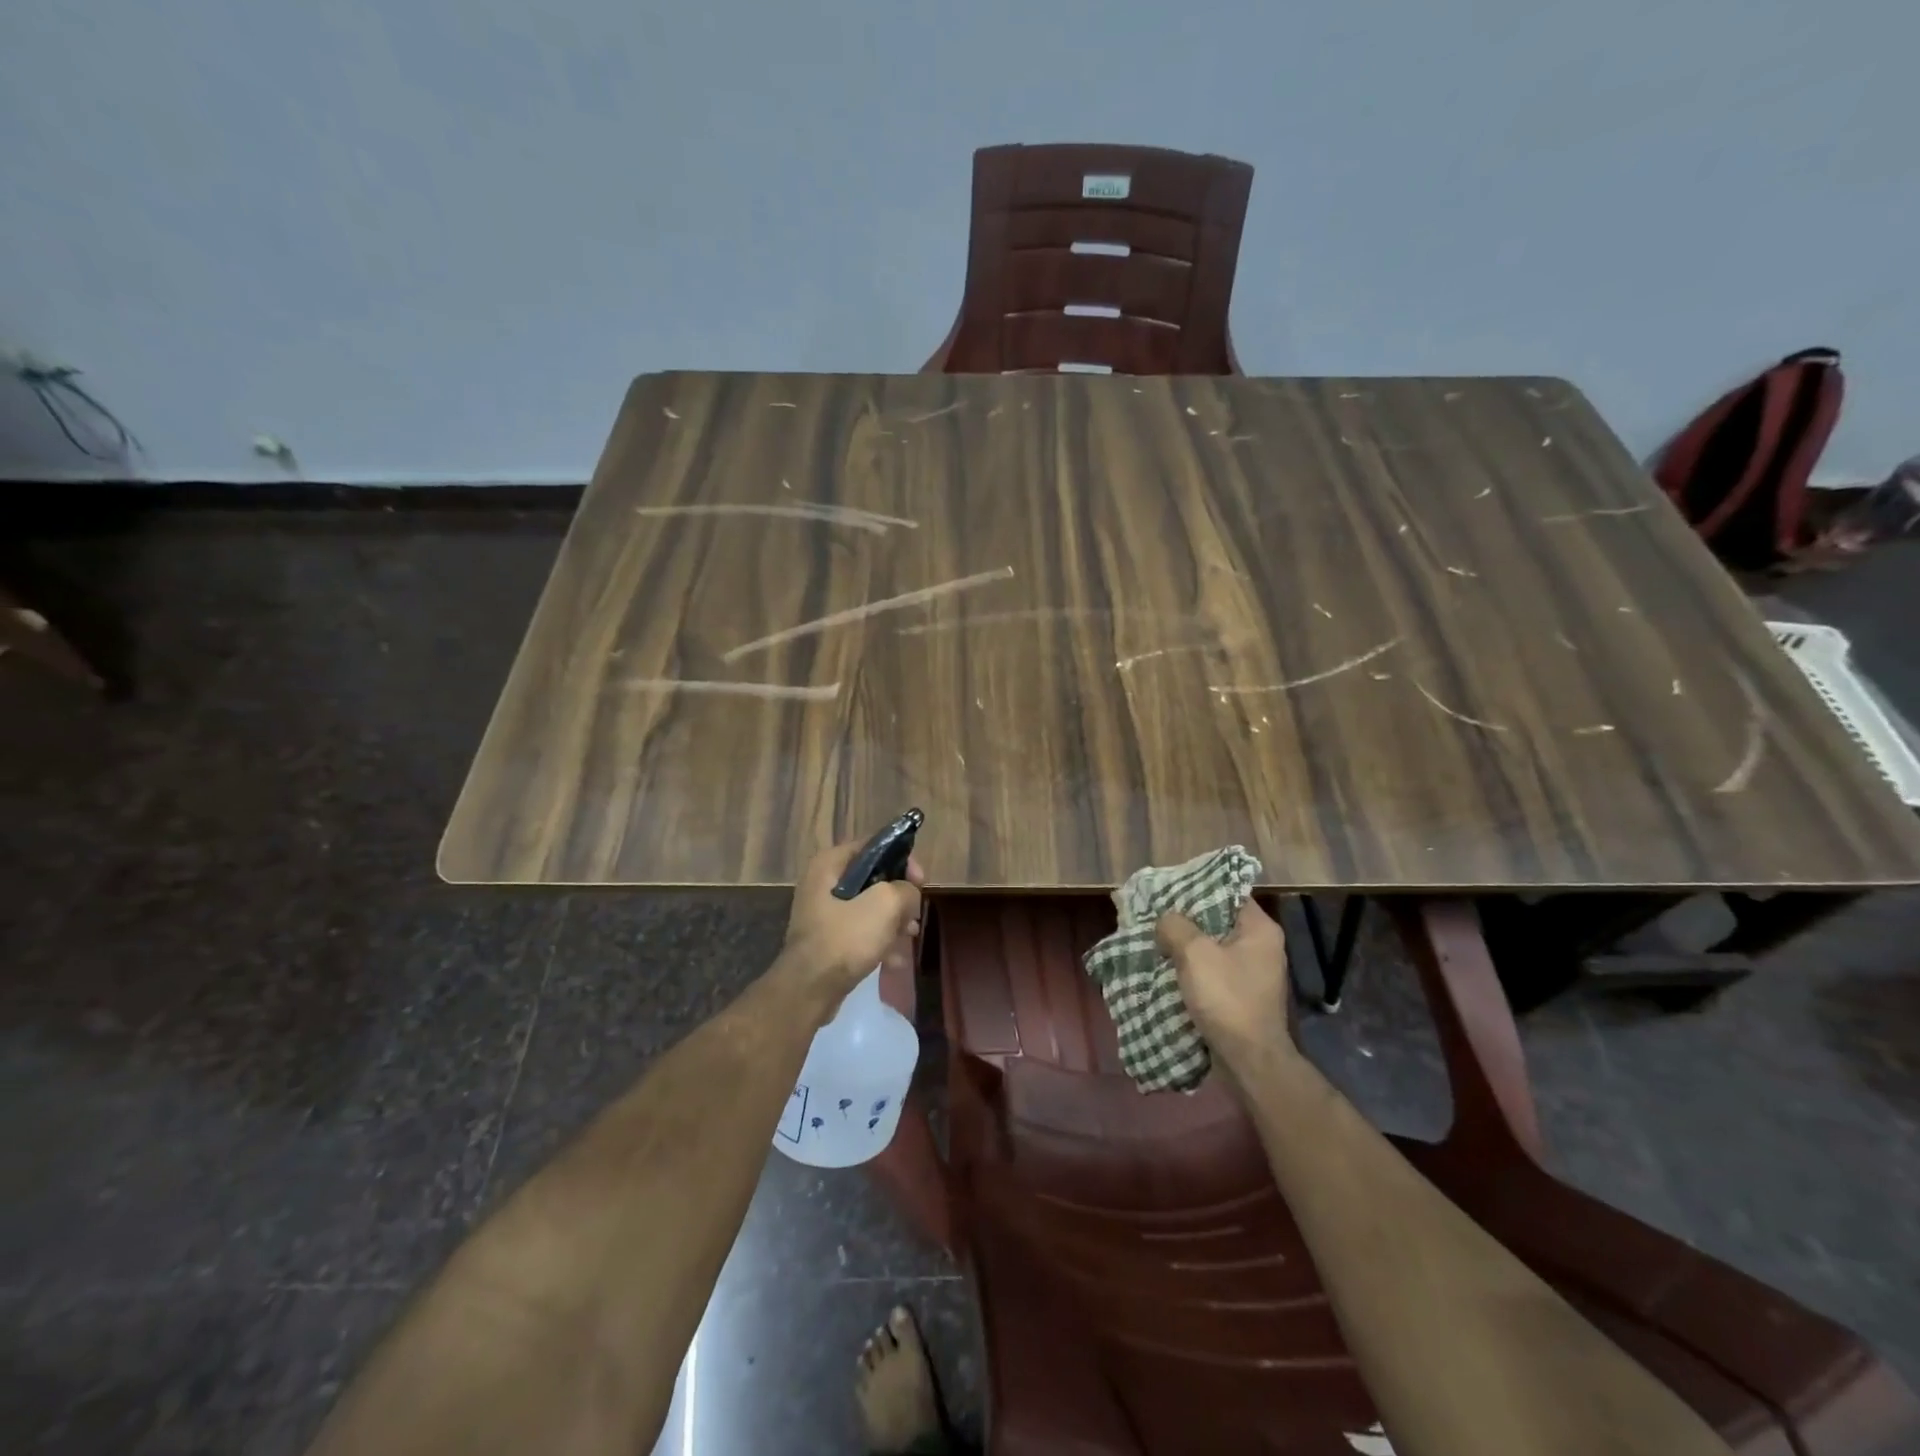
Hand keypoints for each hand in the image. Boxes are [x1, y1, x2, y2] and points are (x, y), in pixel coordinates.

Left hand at [781, 837, 924, 1010]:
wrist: (809, 990)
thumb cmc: (846, 938)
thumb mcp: (885, 905)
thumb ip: (905, 890)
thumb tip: (908, 895)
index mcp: (829, 864)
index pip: (873, 846)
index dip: (902, 860)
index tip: (920, 881)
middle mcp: (822, 882)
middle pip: (873, 879)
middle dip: (899, 897)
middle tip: (915, 913)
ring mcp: (823, 913)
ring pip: (869, 907)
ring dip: (893, 922)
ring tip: (910, 937)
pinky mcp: (827, 939)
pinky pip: (859, 932)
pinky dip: (879, 942)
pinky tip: (895, 961)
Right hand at [1156, 898, 1291, 1068]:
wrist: (1249, 1061)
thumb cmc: (1227, 999)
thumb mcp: (1195, 954)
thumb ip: (1175, 926)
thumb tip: (1164, 921)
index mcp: (1259, 929)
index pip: (1227, 893)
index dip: (1196, 889)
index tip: (1167, 891)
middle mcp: (1260, 946)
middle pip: (1216, 920)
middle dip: (1184, 920)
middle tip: (1154, 916)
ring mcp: (1252, 973)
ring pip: (1211, 947)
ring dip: (1184, 946)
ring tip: (1154, 941)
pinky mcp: (1241, 995)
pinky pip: (1211, 971)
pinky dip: (1191, 969)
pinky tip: (1167, 969)